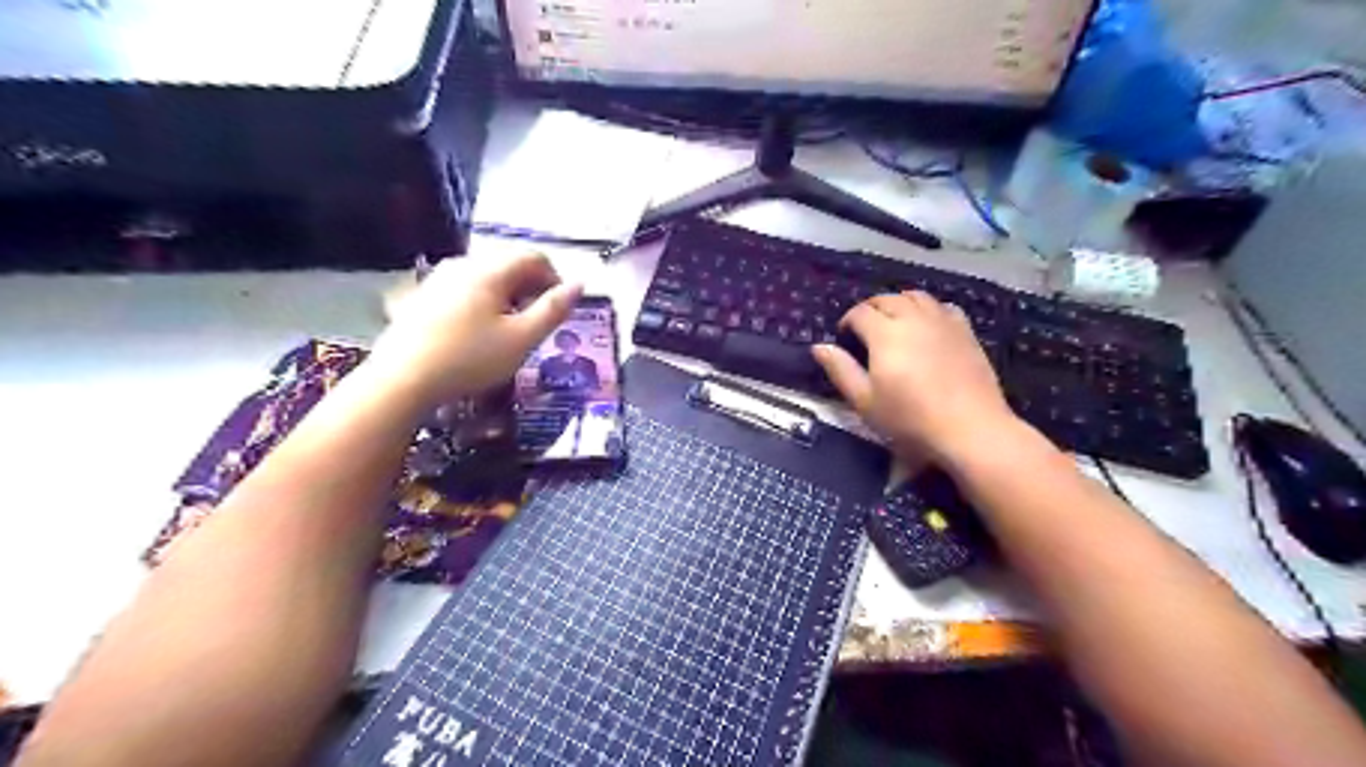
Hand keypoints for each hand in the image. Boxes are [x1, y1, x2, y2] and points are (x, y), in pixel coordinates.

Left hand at [367, 251, 576, 406]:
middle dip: (531, 288)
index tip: (559, 309)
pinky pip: (464, 290)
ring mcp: (438, 279)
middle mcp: (463, 265)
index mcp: (489, 270)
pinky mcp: (423, 297)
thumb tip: (580, 284)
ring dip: (508, 297)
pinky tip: (478, 334)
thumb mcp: (522, 339)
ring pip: (486, 278)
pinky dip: (483, 303)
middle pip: (509, 264)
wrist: (402, 380)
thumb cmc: (470, 359)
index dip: (555, 278)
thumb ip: (553, 310)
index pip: (534, 257)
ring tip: (510, 330)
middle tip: (537, 323)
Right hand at [814, 291, 1017, 463]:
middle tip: (863, 331)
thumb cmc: (910, 419)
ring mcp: (942, 321)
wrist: (970, 429)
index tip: (843, 338)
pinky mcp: (965, 331)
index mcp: (885, 333)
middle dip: (870, 309)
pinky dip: (928, 310)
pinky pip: (943, 307)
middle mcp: (913, 318)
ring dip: (898, 304)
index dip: (847, 321)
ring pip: (915, 297)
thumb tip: (819, 347)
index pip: (859, 312)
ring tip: (893, 323)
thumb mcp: (865, 401)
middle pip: (886, 299)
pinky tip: (926, 326)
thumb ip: (841, 370)